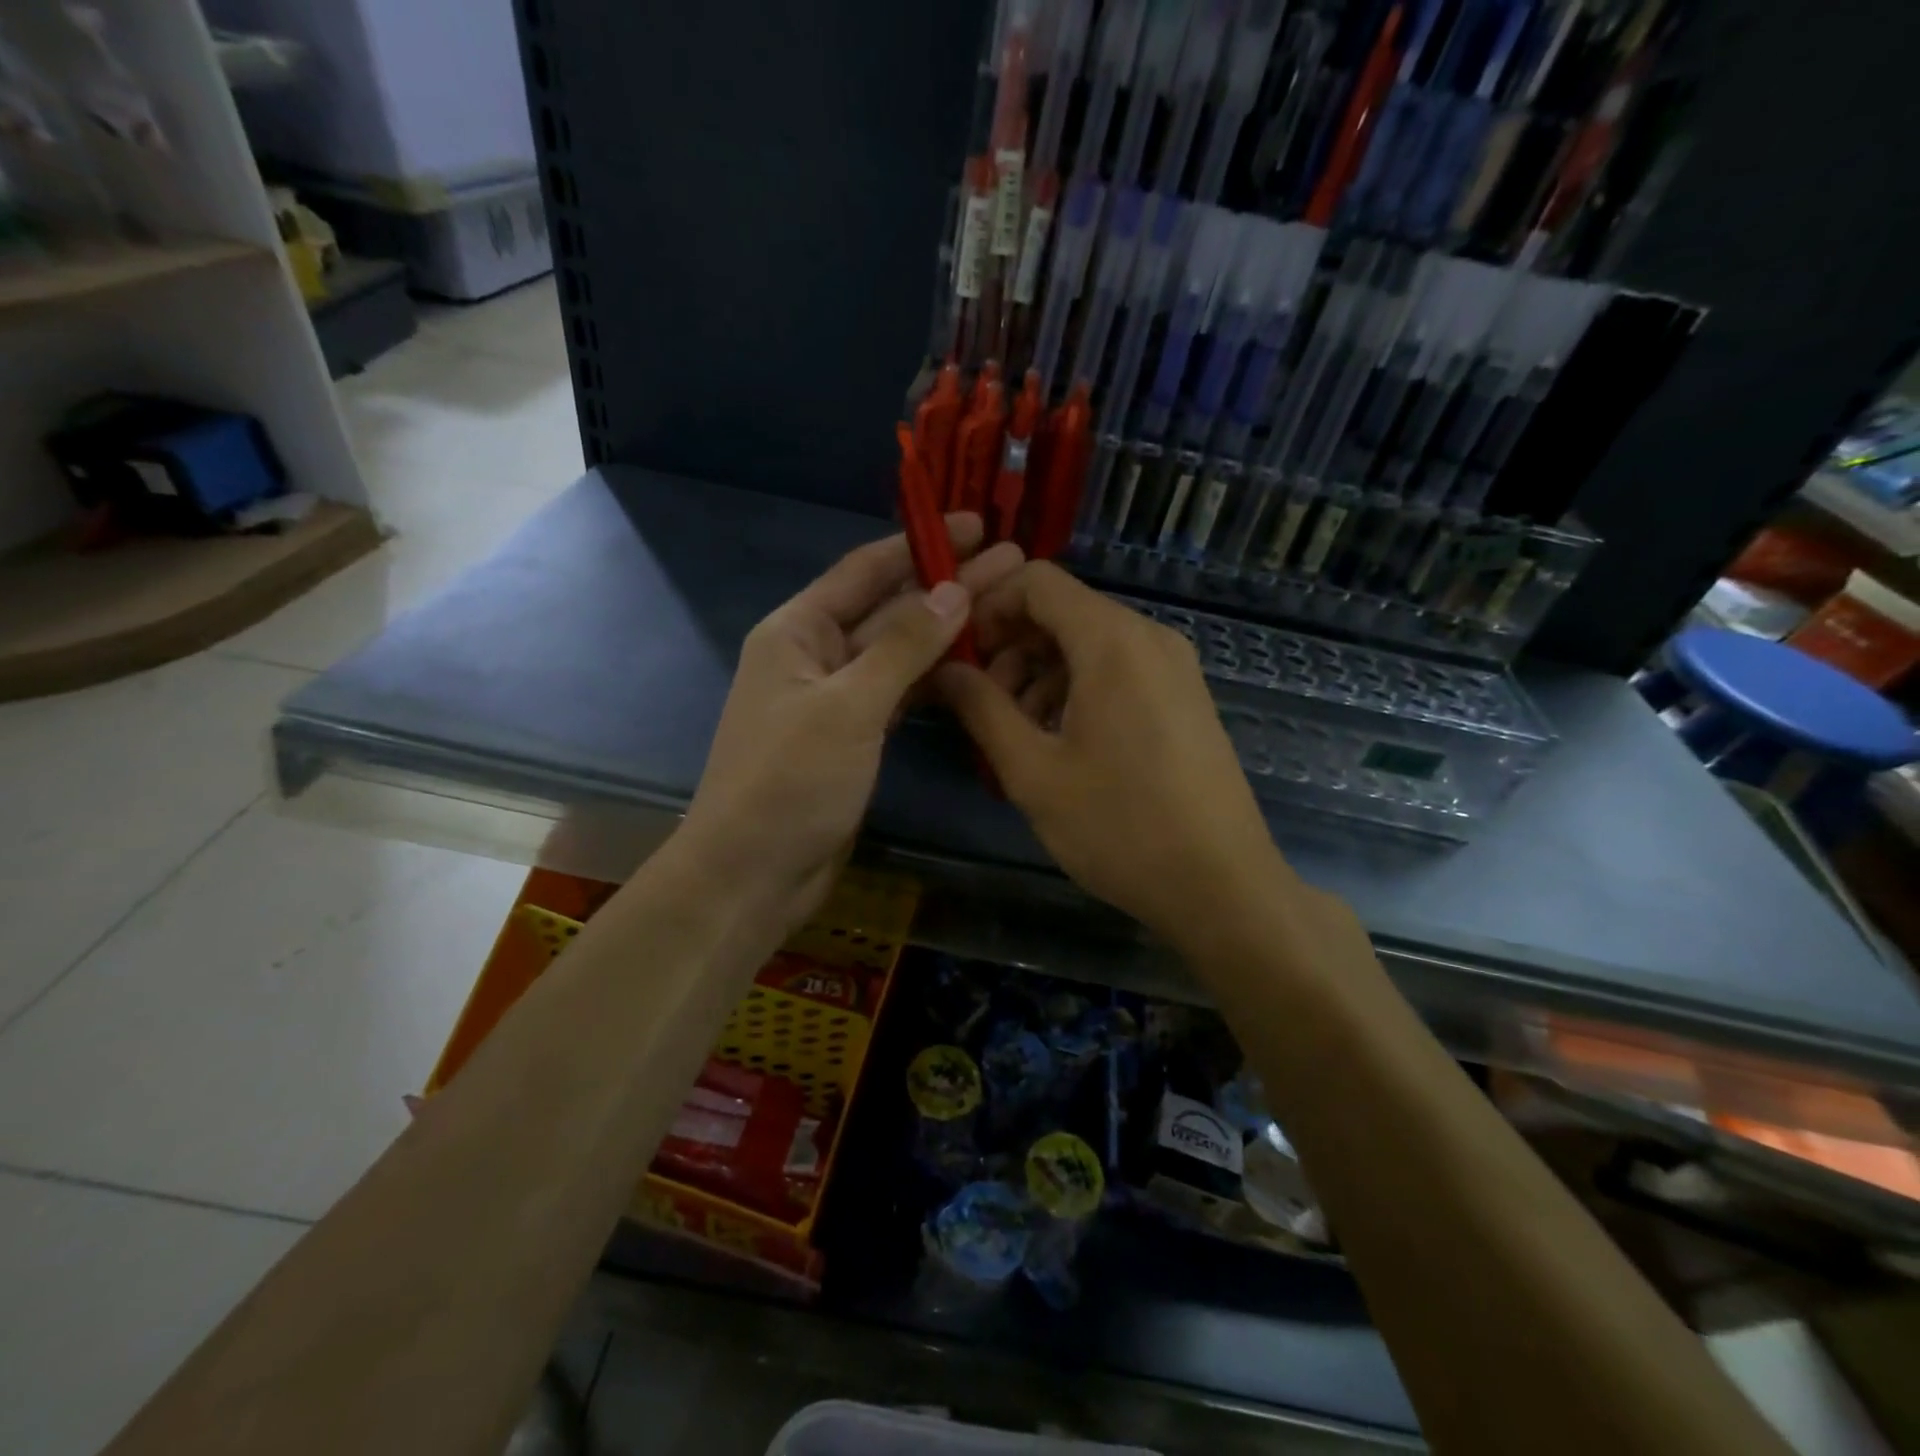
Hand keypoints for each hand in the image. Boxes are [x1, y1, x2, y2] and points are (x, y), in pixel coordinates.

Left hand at [679, 515, 1023, 933]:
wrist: (752, 874)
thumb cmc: (790, 782)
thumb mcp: (849, 707)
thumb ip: (903, 647)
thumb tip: (954, 590)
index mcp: (798, 631)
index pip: (866, 570)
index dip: (921, 545)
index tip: (975, 525)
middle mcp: (816, 655)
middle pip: (890, 609)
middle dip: (948, 585)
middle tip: (1015, 563)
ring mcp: (836, 698)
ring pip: (899, 652)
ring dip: (947, 630)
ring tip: (1008, 606)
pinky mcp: (854, 737)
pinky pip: (899, 693)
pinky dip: (934, 677)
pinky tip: (975, 662)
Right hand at [935, 561, 1289, 947]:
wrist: (1222, 887)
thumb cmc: (1120, 827)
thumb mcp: (1033, 771)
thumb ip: (982, 708)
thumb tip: (945, 668)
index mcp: (1112, 641)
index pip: (1036, 580)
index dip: (987, 605)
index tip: (957, 653)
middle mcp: (1149, 637)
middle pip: (1063, 611)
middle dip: (1010, 647)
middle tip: (981, 705)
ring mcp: (1174, 667)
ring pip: (1089, 644)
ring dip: (1040, 674)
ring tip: (1015, 734)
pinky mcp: (1184, 698)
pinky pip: (1118, 670)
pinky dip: (1077, 689)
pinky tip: (1060, 743)